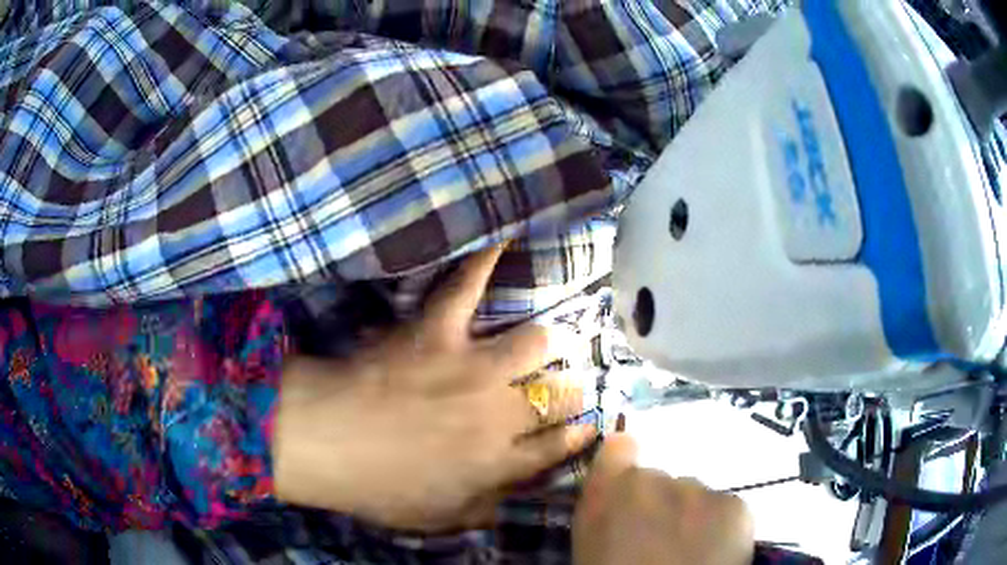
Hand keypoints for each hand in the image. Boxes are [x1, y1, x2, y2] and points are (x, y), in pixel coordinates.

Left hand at [273, 245, 595, 531]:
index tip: (589, 424)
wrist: (325, 443)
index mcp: (497, 462)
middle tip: (567, 384)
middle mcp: (499, 415)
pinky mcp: (438, 333)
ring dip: (547, 343)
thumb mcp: (434, 519)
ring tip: (547, 340)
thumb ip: (480, 511)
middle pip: (558, 394)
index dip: (578, 435)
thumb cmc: (375, 488)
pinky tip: (504, 238)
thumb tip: (508, 502)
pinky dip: (484, 261)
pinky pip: (466, 288)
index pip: (557, 446)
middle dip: (571, 390)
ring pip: (536, 343)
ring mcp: (471, 369)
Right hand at [573, 433, 753, 564]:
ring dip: (689, 516)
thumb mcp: (592, 548)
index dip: (624, 462)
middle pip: (660, 481)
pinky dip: (718, 527)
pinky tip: (711, 554)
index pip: (619, 448)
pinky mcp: (736, 507)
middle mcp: (656, 479)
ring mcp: (701, 491)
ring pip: (694, 496)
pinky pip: (724, 508)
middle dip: (659, 505)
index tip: (626, 484)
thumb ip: (603, 512)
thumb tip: (617, 496)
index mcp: (612, 490)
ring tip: (686, 553)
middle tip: (657, 543)